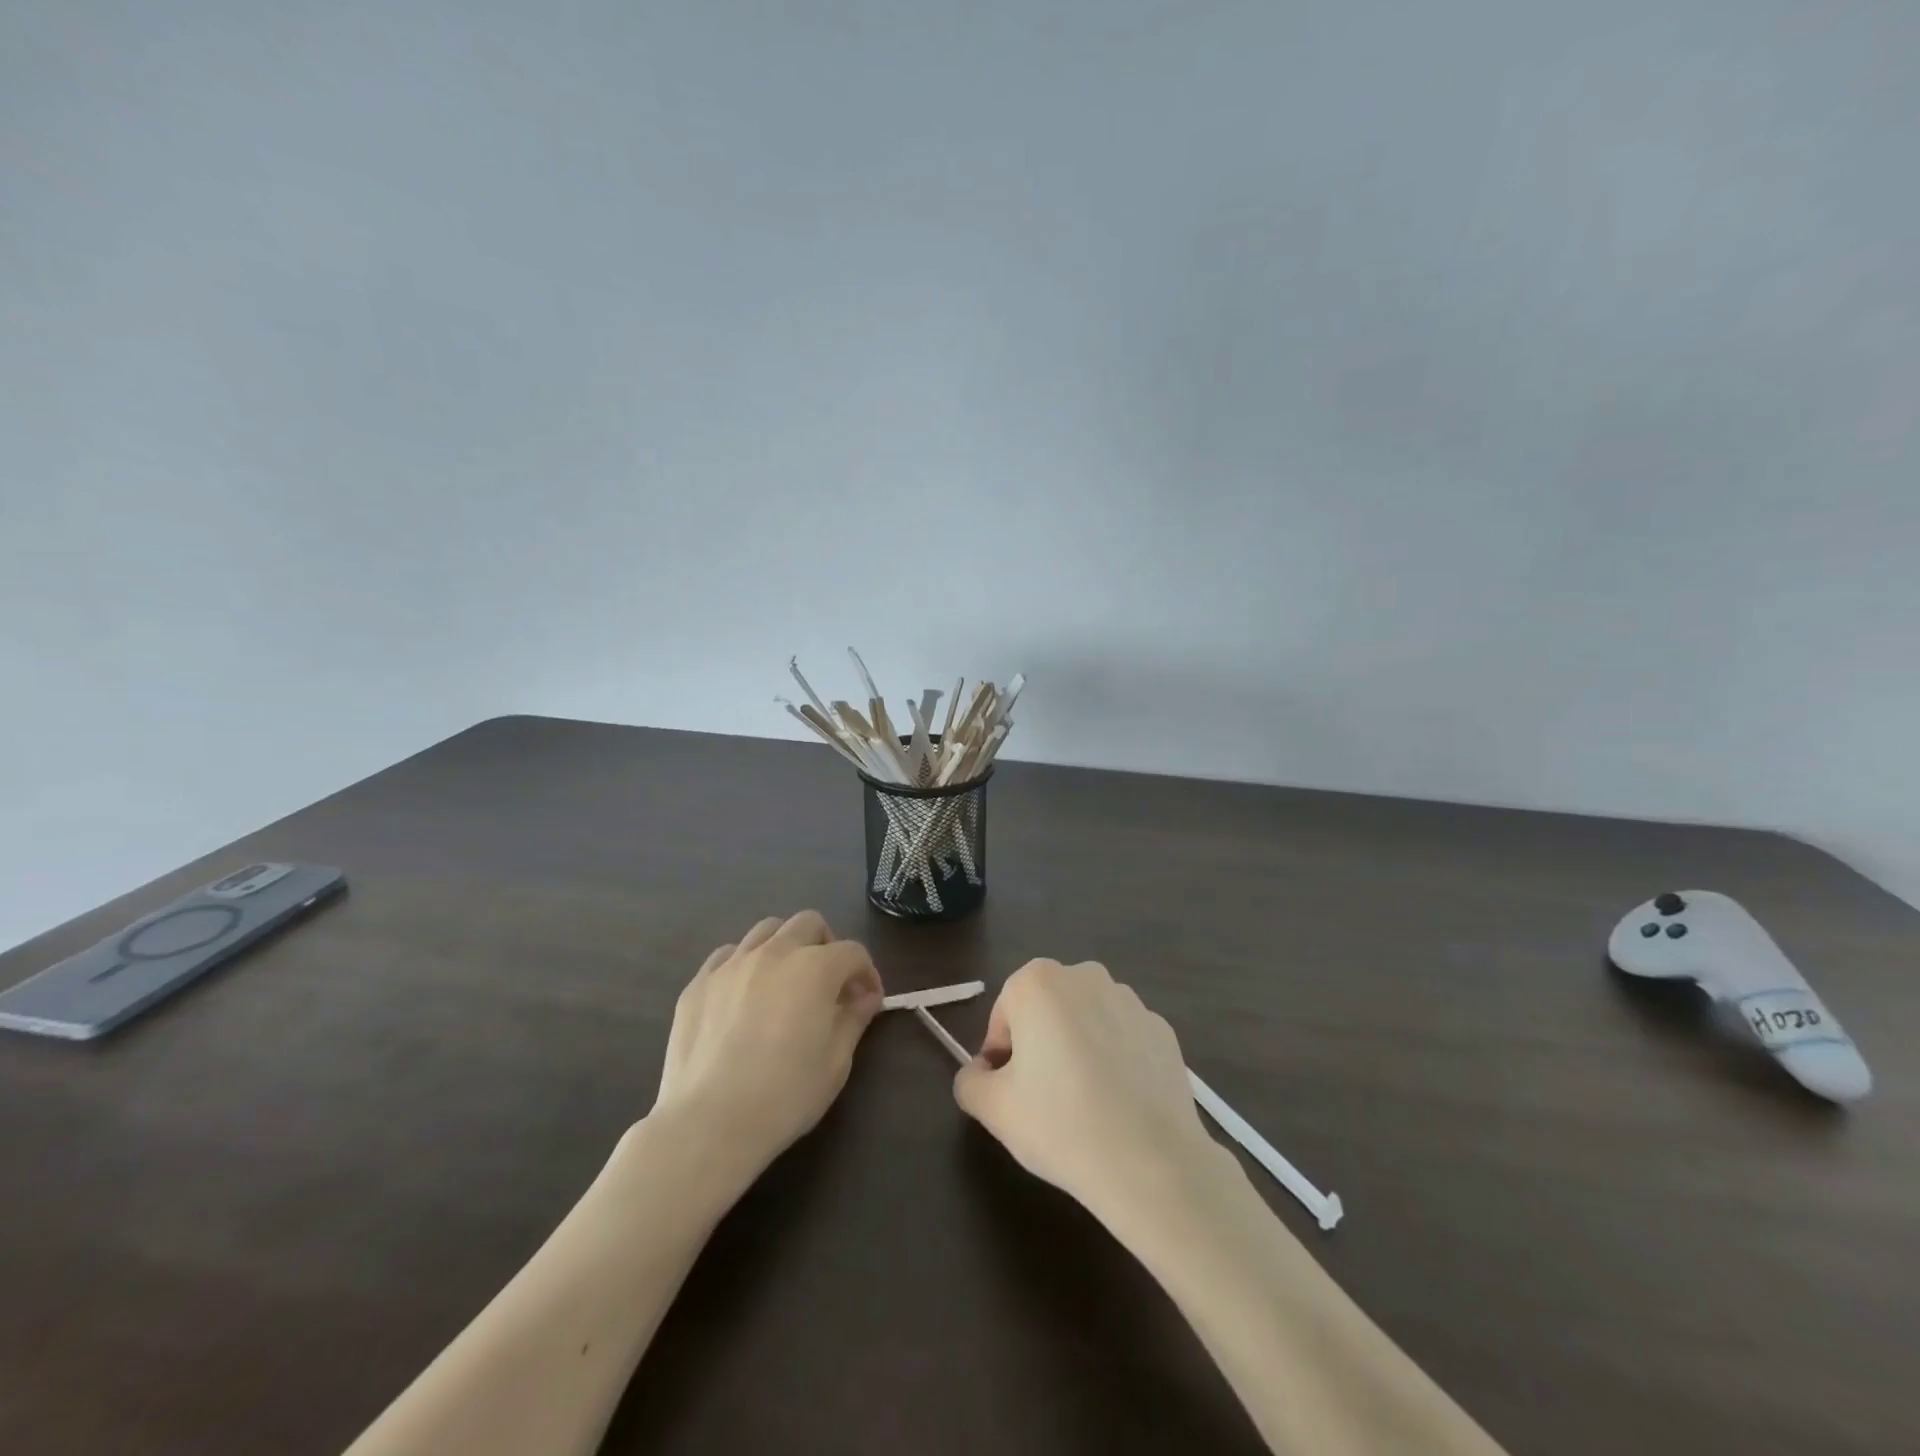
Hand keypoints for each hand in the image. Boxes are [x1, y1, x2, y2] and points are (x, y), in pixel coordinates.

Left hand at [652, 911, 884, 1171]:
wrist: (708, 1123)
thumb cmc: (784, 1096)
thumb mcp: (835, 1063)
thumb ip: (853, 1019)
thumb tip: (865, 997)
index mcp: (815, 968)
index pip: (852, 952)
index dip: (867, 973)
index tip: (867, 1001)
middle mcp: (775, 952)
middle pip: (809, 923)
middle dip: (827, 945)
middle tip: (828, 983)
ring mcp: (732, 964)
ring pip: (767, 930)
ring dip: (786, 947)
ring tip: (785, 982)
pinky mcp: (699, 982)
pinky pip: (729, 954)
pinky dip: (746, 963)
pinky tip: (745, 994)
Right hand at [953, 959, 1224, 1221]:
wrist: (1152, 1163)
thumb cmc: (1060, 1124)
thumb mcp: (993, 1109)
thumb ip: (969, 1081)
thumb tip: (980, 1073)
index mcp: (1038, 982)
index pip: (1004, 1015)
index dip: (1001, 1055)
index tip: (1011, 1092)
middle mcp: (1085, 976)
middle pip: (1046, 1010)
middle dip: (1039, 1045)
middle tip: (1043, 1099)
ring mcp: (1130, 999)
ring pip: (1086, 1021)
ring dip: (1078, 1048)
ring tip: (1084, 1104)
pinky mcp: (1162, 1028)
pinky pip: (1123, 1039)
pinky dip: (1116, 1060)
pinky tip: (1119, 1104)